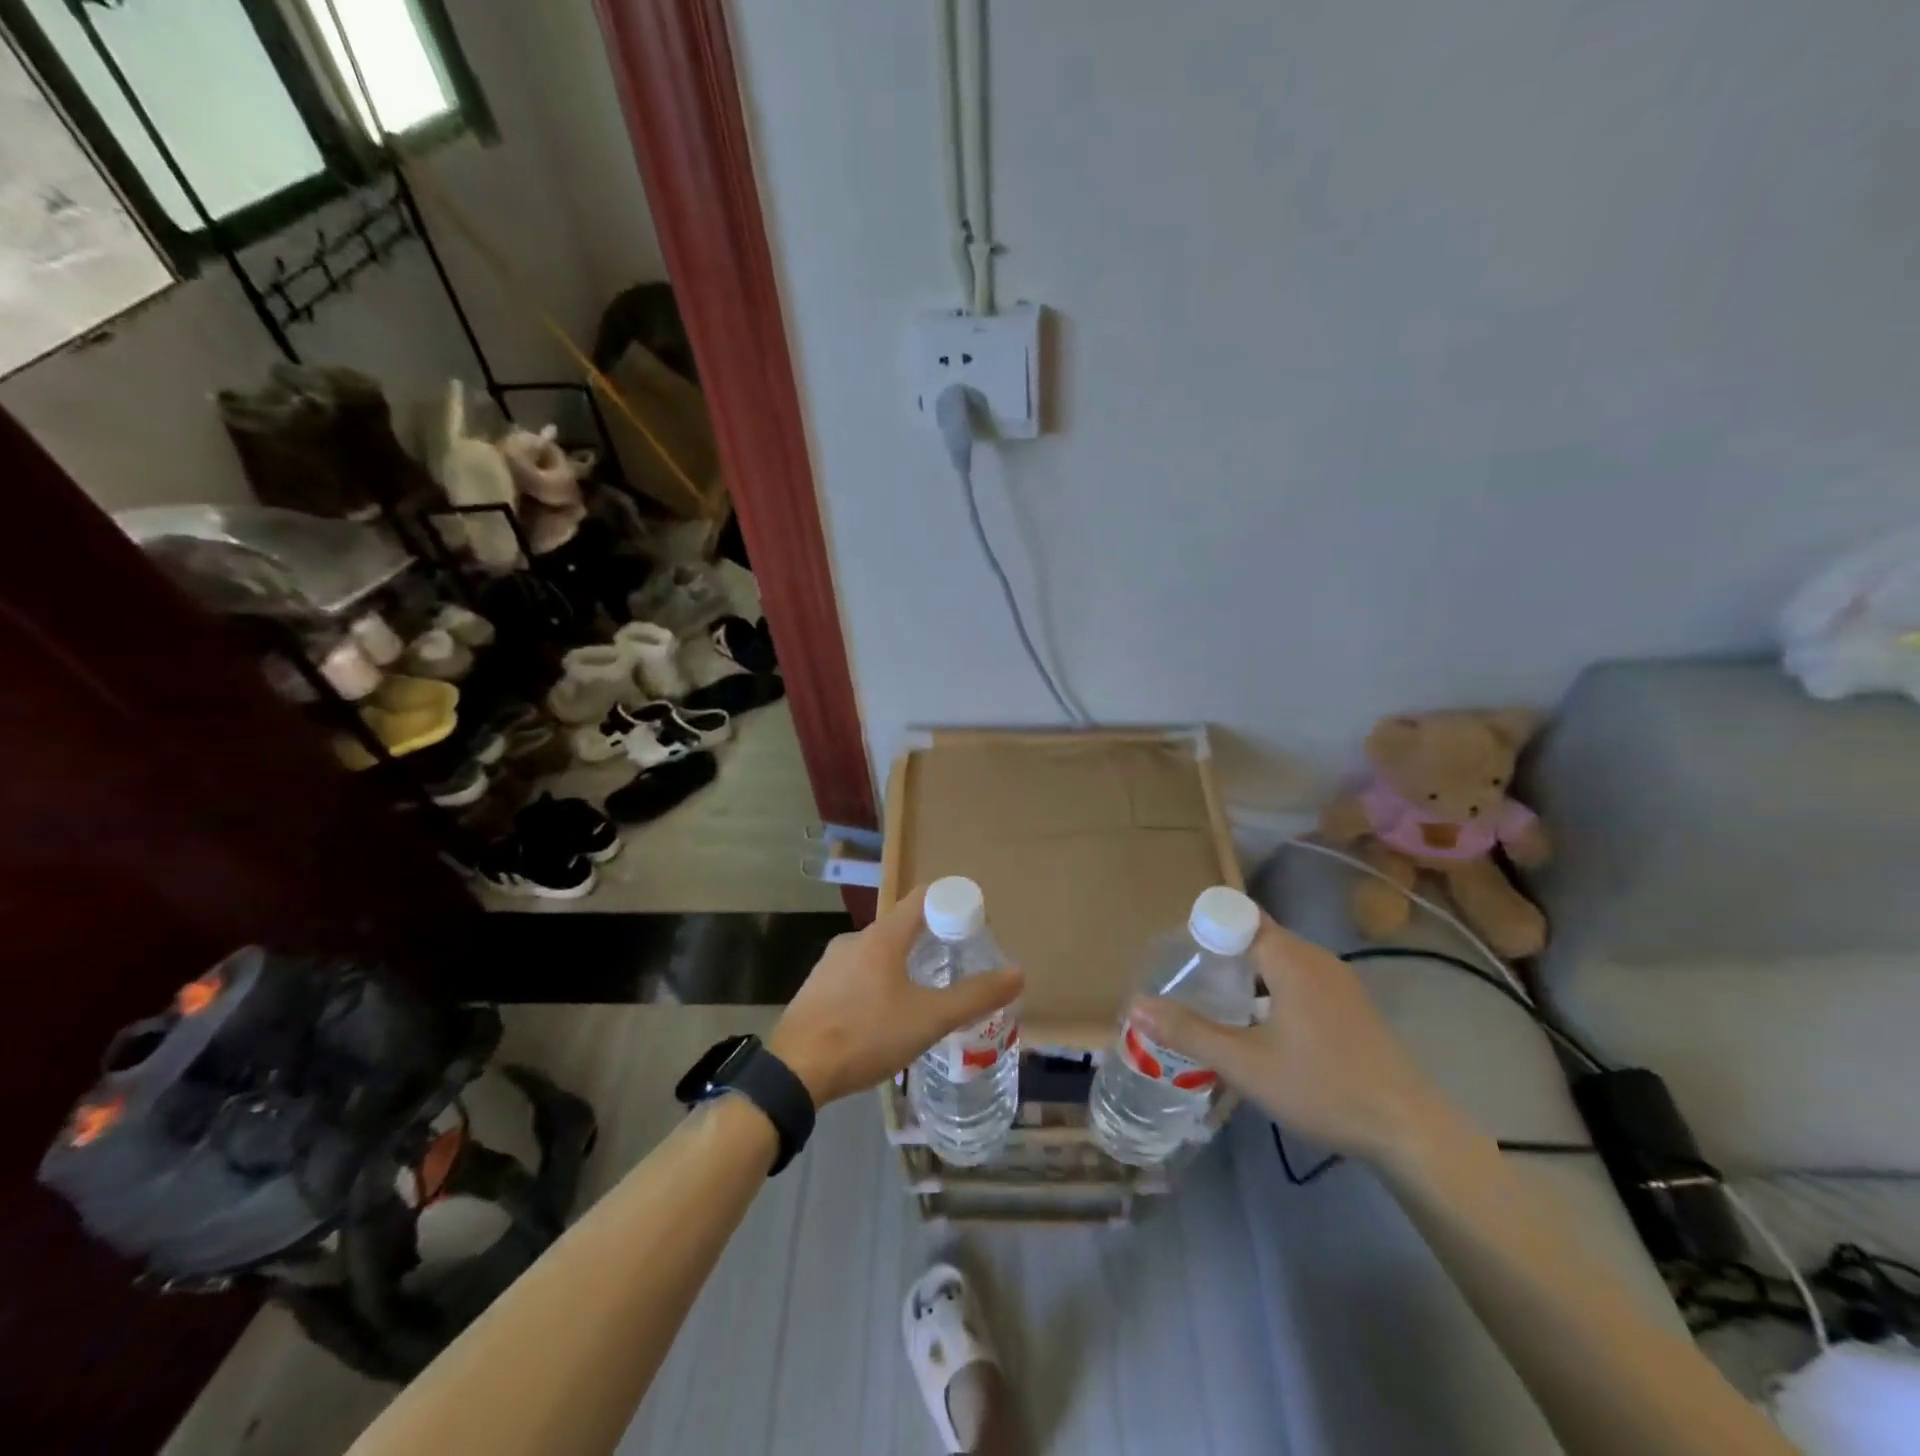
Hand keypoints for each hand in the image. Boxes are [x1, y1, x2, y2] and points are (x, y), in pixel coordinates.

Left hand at [767, 886, 1023, 1105]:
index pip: (925, 897)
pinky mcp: (817, 988)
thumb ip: (975, 996)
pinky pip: (858, 973)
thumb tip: (1018, 973)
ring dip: (906, 964)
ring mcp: (831, 963)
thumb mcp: (929, 1019)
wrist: (794, 1071)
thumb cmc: (867, 1034)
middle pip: (903, 925)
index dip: (953, 903)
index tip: (975, 926)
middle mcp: (856, 939)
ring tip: (927, 995)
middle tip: (958, 965)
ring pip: (879, 952)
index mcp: (883, 935)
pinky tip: (887, 1017)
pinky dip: (880, 983)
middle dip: (934, 940)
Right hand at [1131, 915, 1446, 1162]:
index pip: (1234, 916)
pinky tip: (1258, 1024)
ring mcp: (1337, 980)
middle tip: (1186, 981)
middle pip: (1254, 933)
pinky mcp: (1349, 1004)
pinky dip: (1268, 986)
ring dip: (1243, 970)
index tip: (1177, 957)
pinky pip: (1296, 976)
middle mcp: (1314, 957)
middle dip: (1217, 950)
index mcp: (1289, 957)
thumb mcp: (1245, 1064)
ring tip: (1213, 1002)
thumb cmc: (1323, 1087)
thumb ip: (1188, 1032)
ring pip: (1276, 957)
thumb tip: (1136, 1005)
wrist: (1410, 1131)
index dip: (1201, 928)